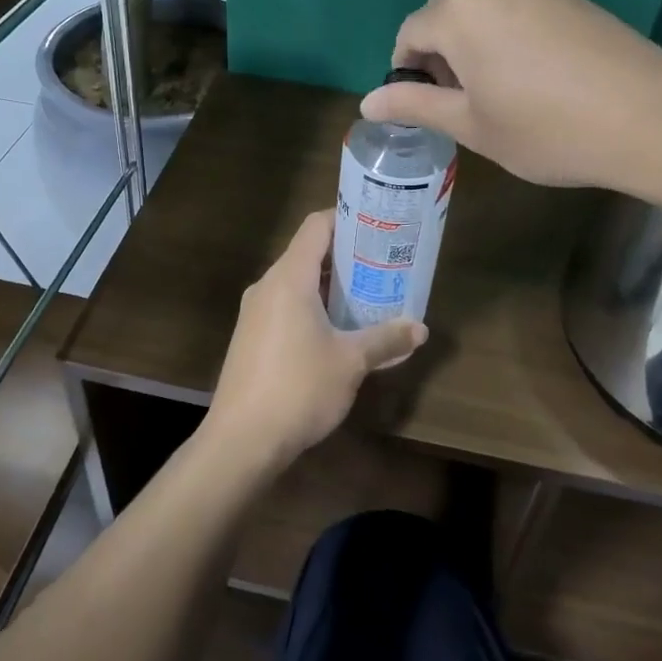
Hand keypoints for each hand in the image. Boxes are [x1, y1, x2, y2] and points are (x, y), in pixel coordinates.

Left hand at [205, 212, 427, 472]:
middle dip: (346, 259)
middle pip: (308, 254)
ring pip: (297, 284)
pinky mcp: (250, 338)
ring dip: (330, 288)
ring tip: (367, 299)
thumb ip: (386, 339)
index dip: (347, 220)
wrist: (242, 440)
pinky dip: (312, 310)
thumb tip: (420, 329)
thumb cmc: (299, 388)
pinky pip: (285, 308)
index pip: (317, 226)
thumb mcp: (351, 362)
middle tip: (383, 266)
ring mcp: (254, 313)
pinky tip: (337, 334)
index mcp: (289, 278)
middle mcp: (267, 286)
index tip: (377, 228)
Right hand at [362, 0, 661, 190]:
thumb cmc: (547, 130)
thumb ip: (416, 105)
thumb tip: (369, 102)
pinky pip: (517, 6)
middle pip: (445, 12)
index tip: (424, 105)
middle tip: (458, 100)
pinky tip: (531, 73)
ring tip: (495, 88)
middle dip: (439, 52)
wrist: (649, 118)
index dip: (407, 70)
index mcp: (461, 12)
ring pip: (482, 7)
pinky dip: (506, 33)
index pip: (410, 32)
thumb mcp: (472, 125)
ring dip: (472, 41)